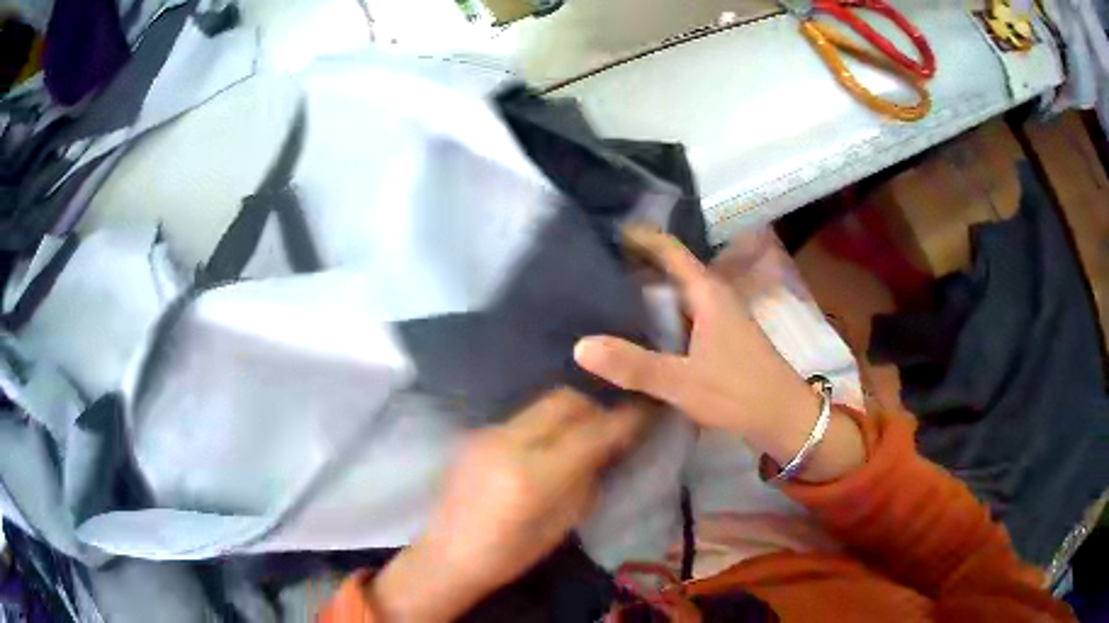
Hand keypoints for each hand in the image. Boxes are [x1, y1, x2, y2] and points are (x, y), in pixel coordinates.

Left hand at [369, 389, 647, 620]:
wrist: (446, 555)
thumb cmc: (508, 555)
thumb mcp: (560, 526)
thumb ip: (586, 481)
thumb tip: (608, 448)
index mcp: (533, 476)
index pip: (591, 433)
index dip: (624, 419)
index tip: (646, 409)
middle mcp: (508, 443)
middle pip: (564, 400)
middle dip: (594, 408)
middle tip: (610, 428)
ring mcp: (487, 434)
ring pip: (542, 405)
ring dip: (569, 414)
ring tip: (581, 438)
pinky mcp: (476, 434)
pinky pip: (522, 417)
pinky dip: (545, 424)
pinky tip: (547, 448)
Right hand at [574, 227, 864, 482]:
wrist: (783, 418)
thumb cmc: (739, 392)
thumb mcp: (683, 382)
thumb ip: (634, 365)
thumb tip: (579, 346)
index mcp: (707, 293)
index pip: (668, 250)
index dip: (637, 237)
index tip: (600, 232)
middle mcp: (712, 297)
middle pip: (668, 270)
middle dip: (633, 264)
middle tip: (589, 266)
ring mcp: (717, 319)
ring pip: (674, 295)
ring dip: (644, 293)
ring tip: (602, 296)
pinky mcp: (718, 340)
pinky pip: (680, 318)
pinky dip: (656, 319)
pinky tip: (635, 333)